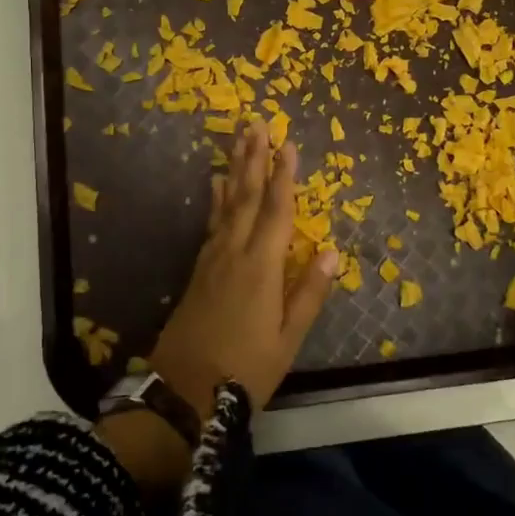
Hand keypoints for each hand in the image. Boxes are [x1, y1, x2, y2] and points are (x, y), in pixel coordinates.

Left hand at [147, 121, 338, 416]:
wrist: (183, 392)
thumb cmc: (244, 370)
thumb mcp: (287, 340)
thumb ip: (308, 293)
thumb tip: (331, 251)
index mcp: (261, 267)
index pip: (276, 211)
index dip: (284, 176)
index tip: (289, 144)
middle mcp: (234, 253)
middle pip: (246, 196)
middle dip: (254, 158)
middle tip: (257, 123)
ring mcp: (212, 259)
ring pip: (227, 203)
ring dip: (235, 169)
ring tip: (239, 139)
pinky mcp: (199, 269)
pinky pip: (212, 223)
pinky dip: (216, 199)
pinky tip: (217, 184)